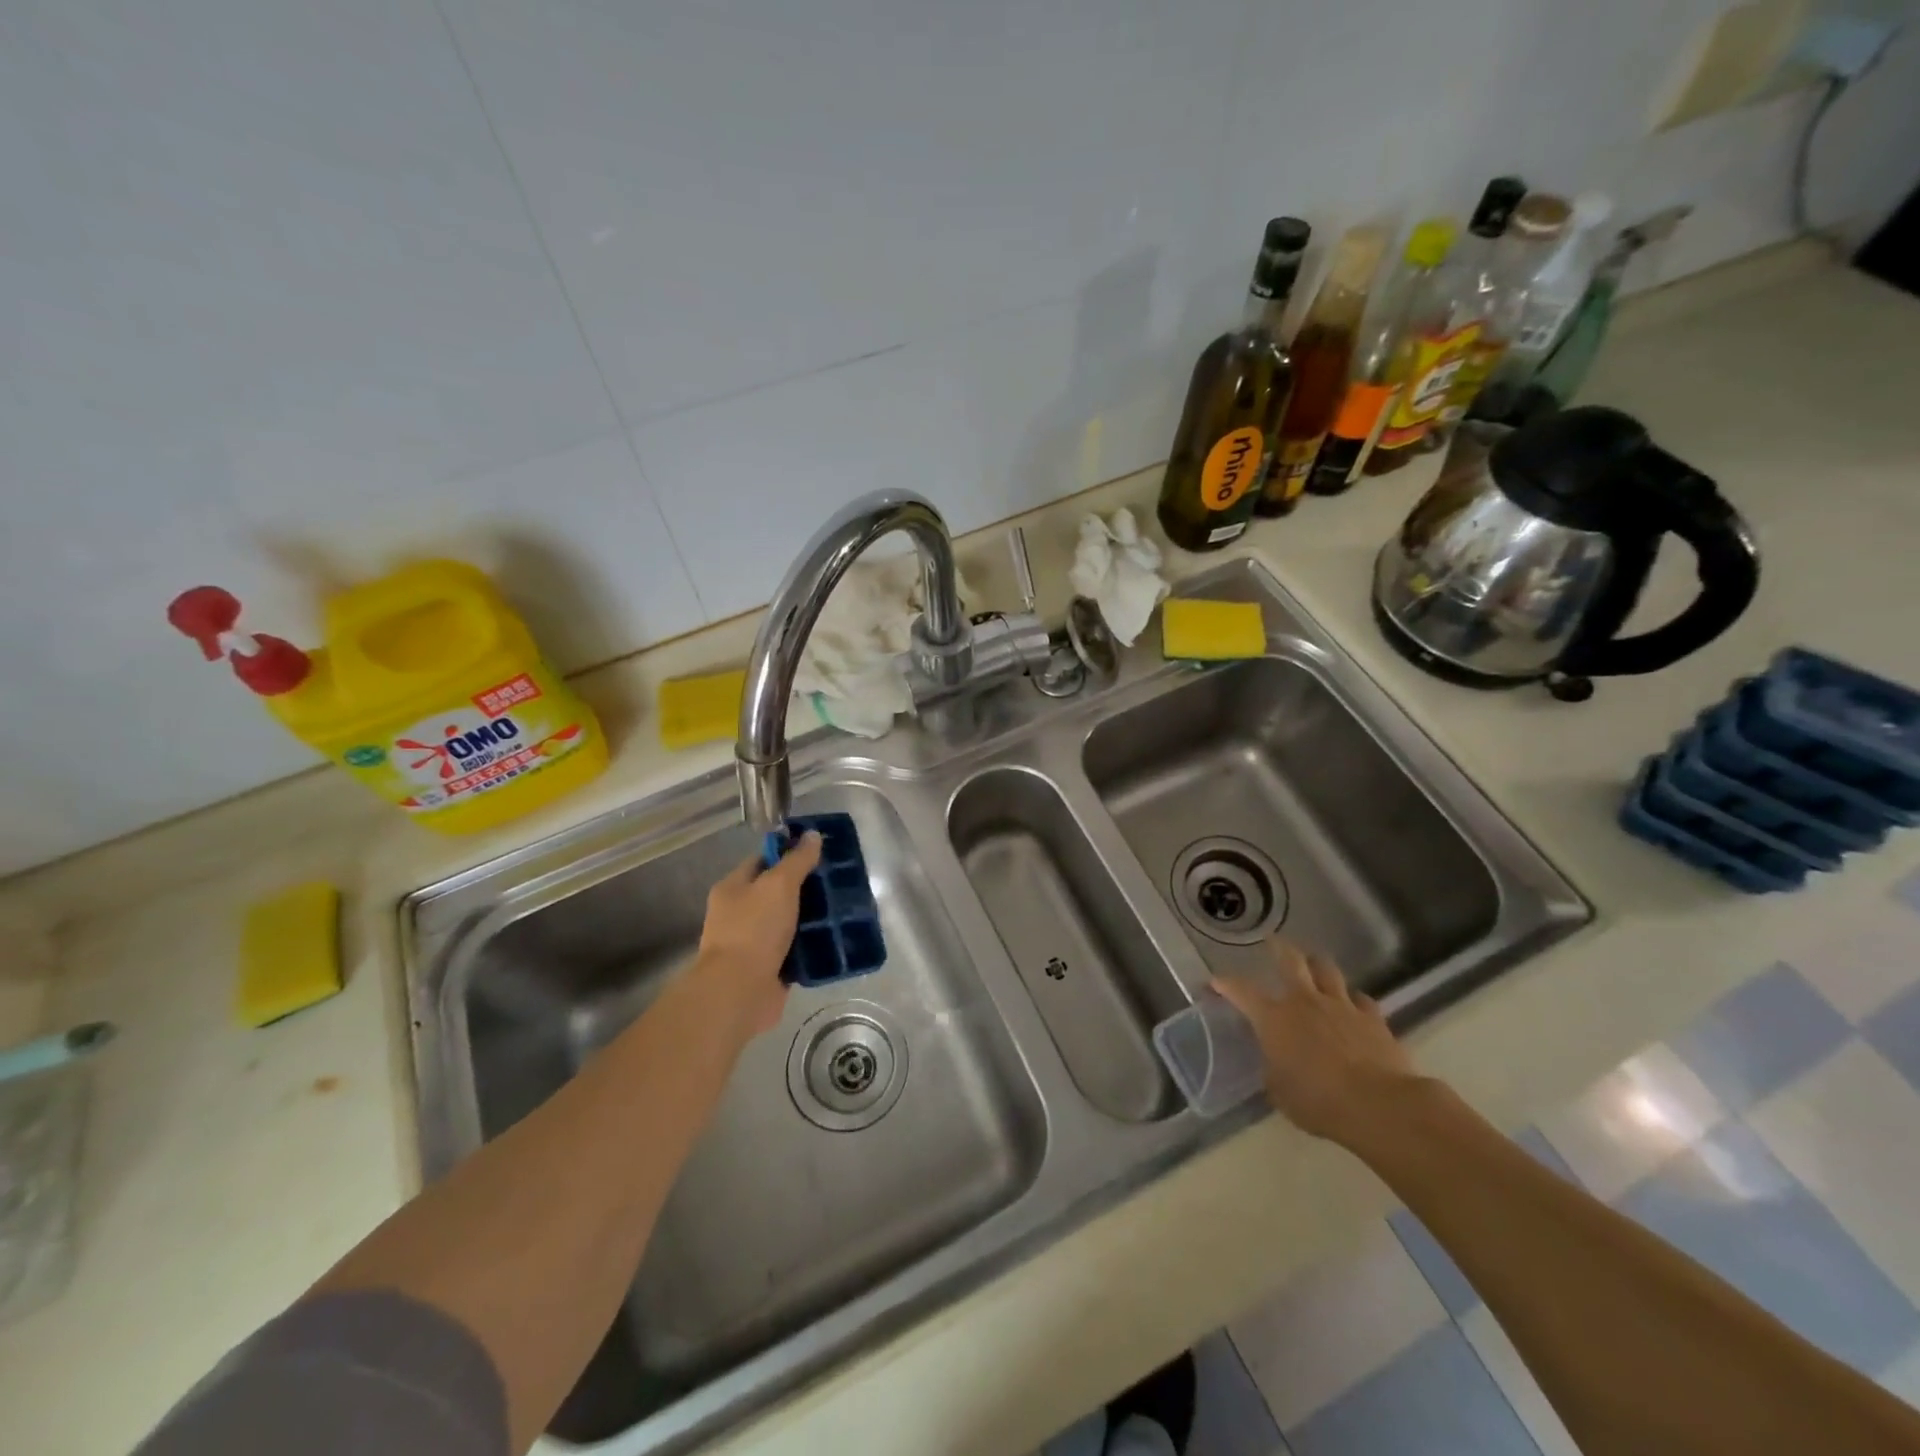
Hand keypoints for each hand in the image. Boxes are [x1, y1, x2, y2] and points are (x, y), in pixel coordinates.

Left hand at [691, 831, 822, 1041]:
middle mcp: (740, 914)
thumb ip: (797, 860)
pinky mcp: (769, 969)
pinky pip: (795, 951)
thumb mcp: (779, 885)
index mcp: (733, 888)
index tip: (819, 852)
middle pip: (777, 893)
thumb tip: (812, 835)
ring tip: (844, 909)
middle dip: (806, 888)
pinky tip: (836, 939)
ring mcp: (754, 943)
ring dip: (812, 918)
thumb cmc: (755, 929)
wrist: (739, 991)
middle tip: (838, 881)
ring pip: (788, 922)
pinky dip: (812, 947)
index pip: (762, 860)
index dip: (789, 853)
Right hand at [1213, 940, 1427, 1148]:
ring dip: (1318, 966)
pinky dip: (1354, 1000)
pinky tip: (1353, 1006)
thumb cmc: (1318, 1101)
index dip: (1225, 984)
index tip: (1215, 982)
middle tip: (1273, 942)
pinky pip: (1361, 999)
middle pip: (1291, 960)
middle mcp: (1304, 1001)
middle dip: (1279, 948)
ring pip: (1327, 970)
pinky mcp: (1373, 1018)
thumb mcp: (1279, 1091)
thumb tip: (1275, 1062)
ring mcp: (1341, 1006)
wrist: (1378, 1105)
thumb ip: (1273, 1068)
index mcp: (1274, 1018)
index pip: (1241, 991)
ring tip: (1314, 965)